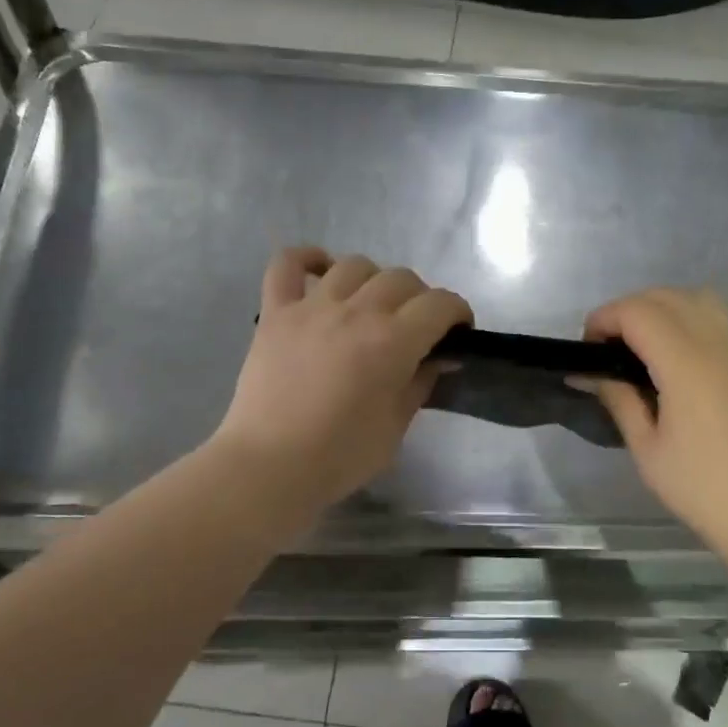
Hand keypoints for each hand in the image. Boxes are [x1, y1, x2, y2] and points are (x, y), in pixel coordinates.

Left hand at [210, 248, 471, 518]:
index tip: (458, 332)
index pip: (440, 304)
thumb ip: (421, 383)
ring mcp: (311, 307)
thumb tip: (440, 358)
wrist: (270, 467)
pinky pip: (287, 264)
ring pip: (354, 265)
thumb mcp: (396, 426)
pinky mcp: (275, 313)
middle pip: (401, 278)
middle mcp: (355, 312)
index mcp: (392, 342)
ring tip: (371, 306)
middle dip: (420, 298)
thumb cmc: (340, 456)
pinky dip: (306, 259)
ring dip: (373, 280)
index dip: (458, 312)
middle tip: (415, 328)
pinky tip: (320, 271)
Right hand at [583, 288, 727, 562]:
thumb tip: (587, 373)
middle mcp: (716, 345)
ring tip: (642, 344)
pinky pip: (718, 317)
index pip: (638, 312)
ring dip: (661, 307)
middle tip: (608, 347)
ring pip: (697, 297)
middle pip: (666, 296)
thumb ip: (618, 399)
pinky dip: (689, 317)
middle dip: (628, 310)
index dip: (605, 318)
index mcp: (686, 366)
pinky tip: (676, 355)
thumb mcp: (646, 447)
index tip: (587, 348)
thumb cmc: (699, 486)